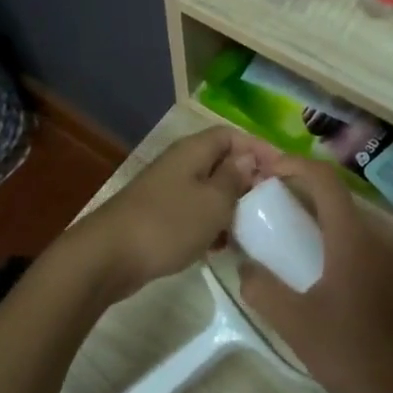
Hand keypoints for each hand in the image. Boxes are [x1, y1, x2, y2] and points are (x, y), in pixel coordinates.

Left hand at [66, 126, 274, 304]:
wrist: (109, 256)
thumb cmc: (168, 224)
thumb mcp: (213, 202)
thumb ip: (234, 179)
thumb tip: (248, 160)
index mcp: (192, 152)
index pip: (231, 135)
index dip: (258, 149)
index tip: (283, 172)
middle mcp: (179, 164)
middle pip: (220, 162)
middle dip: (247, 180)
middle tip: (271, 203)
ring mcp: (166, 191)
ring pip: (208, 190)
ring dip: (229, 206)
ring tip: (251, 228)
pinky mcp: (158, 217)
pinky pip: (193, 213)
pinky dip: (210, 225)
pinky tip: (220, 247)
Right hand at [236, 157, 392, 392]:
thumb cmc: (356, 354)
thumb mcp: (296, 325)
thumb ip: (263, 291)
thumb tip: (245, 269)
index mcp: (352, 239)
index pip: (324, 180)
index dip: (294, 165)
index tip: (267, 170)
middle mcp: (381, 239)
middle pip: (340, 202)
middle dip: (304, 198)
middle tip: (274, 215)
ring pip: (357, 229)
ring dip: (325, 228)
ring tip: (298, 253)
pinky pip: (372, 252)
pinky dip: (345, 250)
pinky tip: (333, 286)